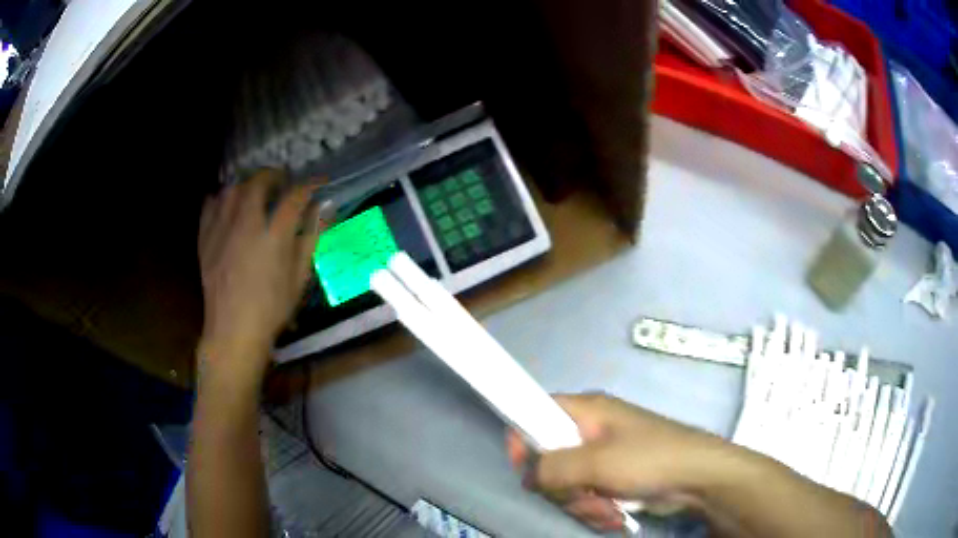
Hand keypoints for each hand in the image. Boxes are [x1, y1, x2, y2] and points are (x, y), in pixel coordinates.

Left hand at [197, 170, 326, 383]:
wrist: (233, 330)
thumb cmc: (272, 309)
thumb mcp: (300, 277)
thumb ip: (312, 237)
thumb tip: (326, 207)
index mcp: (274, 236)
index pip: (295, 196)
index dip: (310, 184)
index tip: (319, 182)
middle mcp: (246, 225)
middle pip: (258, 183)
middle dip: (273, 175)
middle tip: (282, 181)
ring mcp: (222, 230)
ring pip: (232, 189)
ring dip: (246, 184)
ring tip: (254, 190)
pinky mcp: (205, 239)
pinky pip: (210, 206)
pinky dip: (220, 198)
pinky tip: (226, 204)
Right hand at [506, 393, 730, 531]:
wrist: (698, 478)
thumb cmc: (649, 459)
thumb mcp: (597, 462)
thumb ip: (553, 467)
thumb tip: (530, 475)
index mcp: (587, 411)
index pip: (538, 412)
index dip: (525, 437)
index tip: (525, 468)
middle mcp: (591, 432)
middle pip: (549, 459)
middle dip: (562, 488)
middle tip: (582, 496)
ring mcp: (603, 459)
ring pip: (567, 485)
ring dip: (582, 505)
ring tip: (607, 510)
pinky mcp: (613, 480)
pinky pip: (586, 497)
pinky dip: (596, 510)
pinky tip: (615, 516)